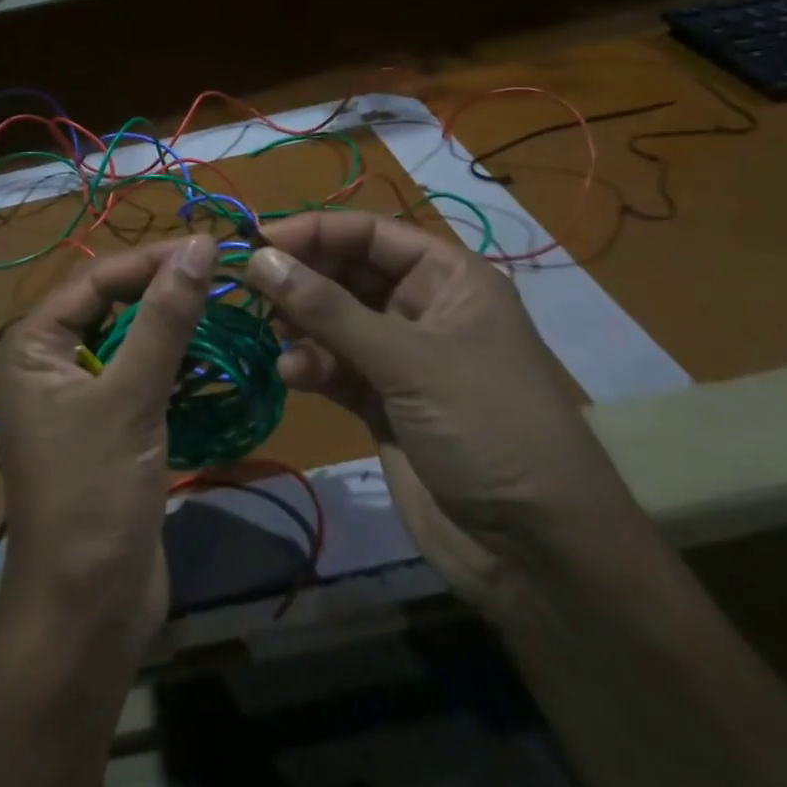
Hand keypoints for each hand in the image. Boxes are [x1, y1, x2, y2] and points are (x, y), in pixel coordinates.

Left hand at [0, 235, 216, 651]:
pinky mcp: (107, 425)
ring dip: (171, 322)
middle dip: (162, 286)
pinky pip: (139, 374)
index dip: (152, 259)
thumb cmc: (95, 496)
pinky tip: (210, 351)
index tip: (210, 247)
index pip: (96, 278)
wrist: (87, 613)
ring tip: (224, 301)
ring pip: (129, 338)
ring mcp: (77, 395)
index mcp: (33, 344)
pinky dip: (172, 360)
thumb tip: (199, 246)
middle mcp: (48, 360)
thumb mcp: (131, 399)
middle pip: (110, 303)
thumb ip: (165, 319)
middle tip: (222, 271)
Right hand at [241, 212, 643, 610]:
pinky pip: (335, 368)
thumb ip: (328, 310)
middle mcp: (425, 309)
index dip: (316, 231)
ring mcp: (403, 359)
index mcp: (451, 279)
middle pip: (349, 274)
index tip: (259, 242)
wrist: (537, 555)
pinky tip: (292, 377)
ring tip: (269, 335)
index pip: (372, 234)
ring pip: (336, 322)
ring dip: (301, 326)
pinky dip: (311, 367)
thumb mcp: (408, 361)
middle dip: (302, 279)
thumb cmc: (488, 429)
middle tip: (250, 288)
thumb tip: (258, 259)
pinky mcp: (383, 404)